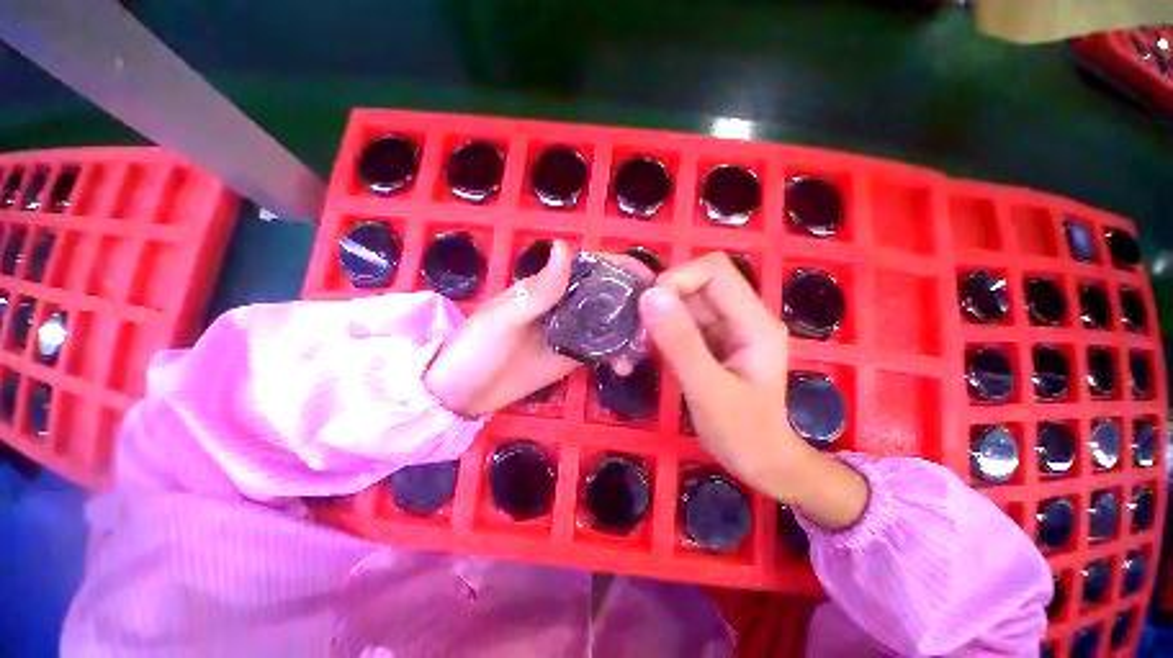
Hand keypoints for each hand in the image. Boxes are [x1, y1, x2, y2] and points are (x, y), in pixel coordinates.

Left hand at [425, 241, 650, 417]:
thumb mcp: (504, 318)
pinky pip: (600, 351)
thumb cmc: (476, 350)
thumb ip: (538, 289)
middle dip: (634, 304)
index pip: (590, 268)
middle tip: (655, 321)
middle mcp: (564, 306)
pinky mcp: (571, 357)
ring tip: (643, 348)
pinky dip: (616, 356)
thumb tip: (565, 246)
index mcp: (548, 287)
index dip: (620, 268)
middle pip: (607, 296)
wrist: (462, 394)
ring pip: (608, 324)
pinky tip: (623, 367)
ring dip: (629, 332)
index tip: (650, 279)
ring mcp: (570, 333)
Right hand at [638, 253, 867, 529]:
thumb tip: (650, 296)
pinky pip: (677, 325)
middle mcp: (740, 317)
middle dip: (661, 303)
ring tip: (634, 350)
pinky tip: (641, 354)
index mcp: (754, 322)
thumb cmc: (743, 434)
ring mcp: (724, 330)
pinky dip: (656, 335)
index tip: (650, 308)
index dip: (679, 279)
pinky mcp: (708, 343)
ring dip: (654, 321)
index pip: (715, 271)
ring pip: (681, 305)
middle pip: (694, 285)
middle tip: (637, 335)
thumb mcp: (709, 391)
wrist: (761, 463)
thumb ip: (681, 343)